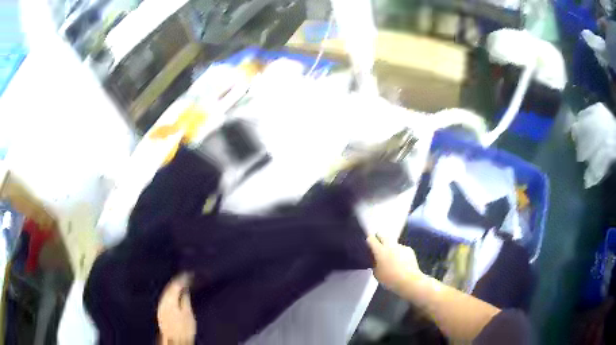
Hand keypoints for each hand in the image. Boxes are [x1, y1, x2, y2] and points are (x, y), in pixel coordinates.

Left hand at [157, 273, 195, 344]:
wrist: (174, 340)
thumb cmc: (183, 329)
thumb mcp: (188, 314)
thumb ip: (185, 299)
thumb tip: (185, 289)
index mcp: (170, 299)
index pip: (175, 284)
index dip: (183, 278)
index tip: (190, 274)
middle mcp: (163, 300)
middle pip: (170, 287)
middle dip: (178, 281)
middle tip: (186, 277)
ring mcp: (161, 305)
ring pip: (167, 292)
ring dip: (174, 287)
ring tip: (182, 284)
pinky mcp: (161, 311)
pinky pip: (166, 297)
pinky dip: (171, 293)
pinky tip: (176, 295)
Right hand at [367, 234, 424, 293]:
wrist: (409, 281)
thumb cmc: (390, 279)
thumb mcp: (376, 274)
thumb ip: (374, 264)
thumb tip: (376, 260)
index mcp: (380, 251)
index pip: (371, 239)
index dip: (369, 240)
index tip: (368, 244)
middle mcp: (390, 245)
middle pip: (383, 235)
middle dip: (379, 239)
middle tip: (379, 248)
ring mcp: (401, 246)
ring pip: (393, 243)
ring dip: (391, 248)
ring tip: (392, 258)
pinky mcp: (409, 250)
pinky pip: (401, 249)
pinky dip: (400, 253)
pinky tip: (401, 262)